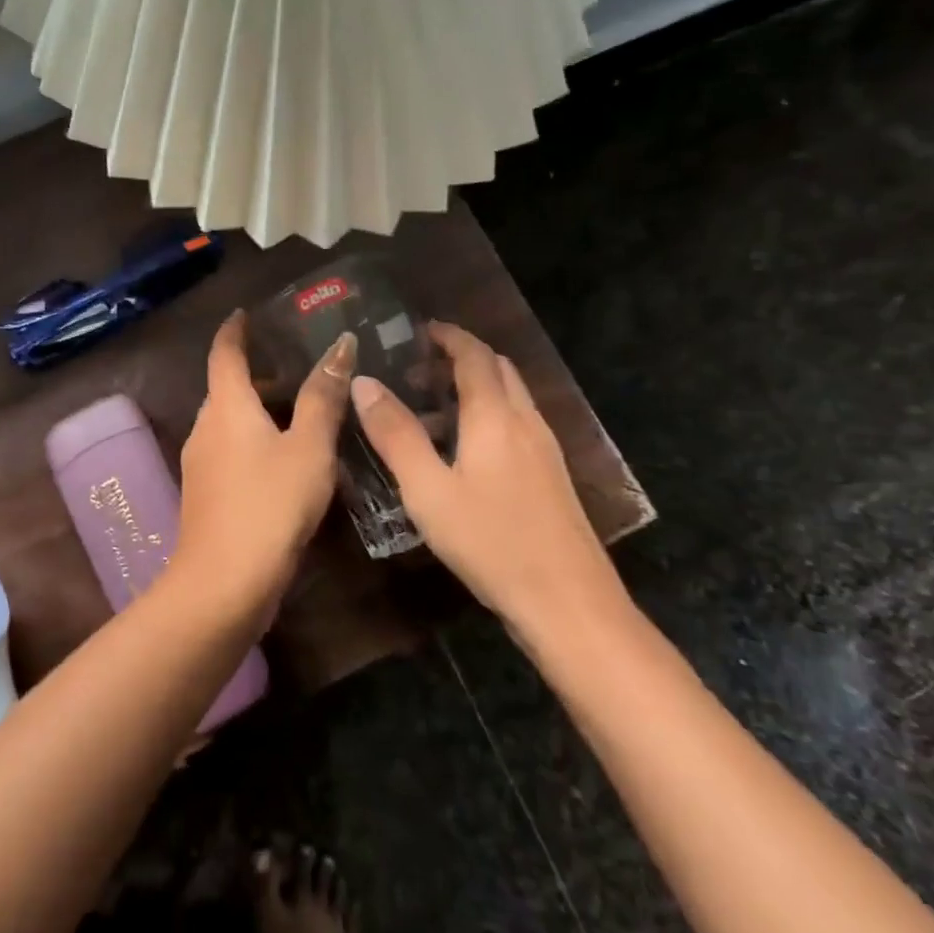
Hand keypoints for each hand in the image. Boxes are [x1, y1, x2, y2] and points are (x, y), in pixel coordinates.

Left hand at [174, 311, 355, 611]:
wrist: (223, 583)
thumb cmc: (270, 504)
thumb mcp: (308, 448)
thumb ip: (324, 397)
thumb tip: (341, 345)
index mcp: (226, 407)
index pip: (224, 353)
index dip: (235, 330)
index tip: (246, 313)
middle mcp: (205, 428)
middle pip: (227, 389)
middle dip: (257, 375)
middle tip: (298, 369)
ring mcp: (200, 464)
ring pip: (229, 423)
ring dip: (258, 412)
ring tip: (301, 415)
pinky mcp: (205, 494)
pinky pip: (230, 451)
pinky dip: (253, 442)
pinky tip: (285, 462)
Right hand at [349, 322, 632, 655]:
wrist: (569, 602)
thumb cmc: (490, 541)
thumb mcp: (427, 490)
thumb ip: (395, 434)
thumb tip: (364, 382)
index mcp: (494, 416)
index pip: (473, 355)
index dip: (448, 336)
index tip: (418, 329)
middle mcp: (525, 421)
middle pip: (498, 369)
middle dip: (461, 357)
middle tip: (418, 368)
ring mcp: (545, 449)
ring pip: (510, 397)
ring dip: (476, 387)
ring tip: (433, 408)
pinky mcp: (552, 476)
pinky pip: (517, 424)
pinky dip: (489, 415)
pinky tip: (465, 450)